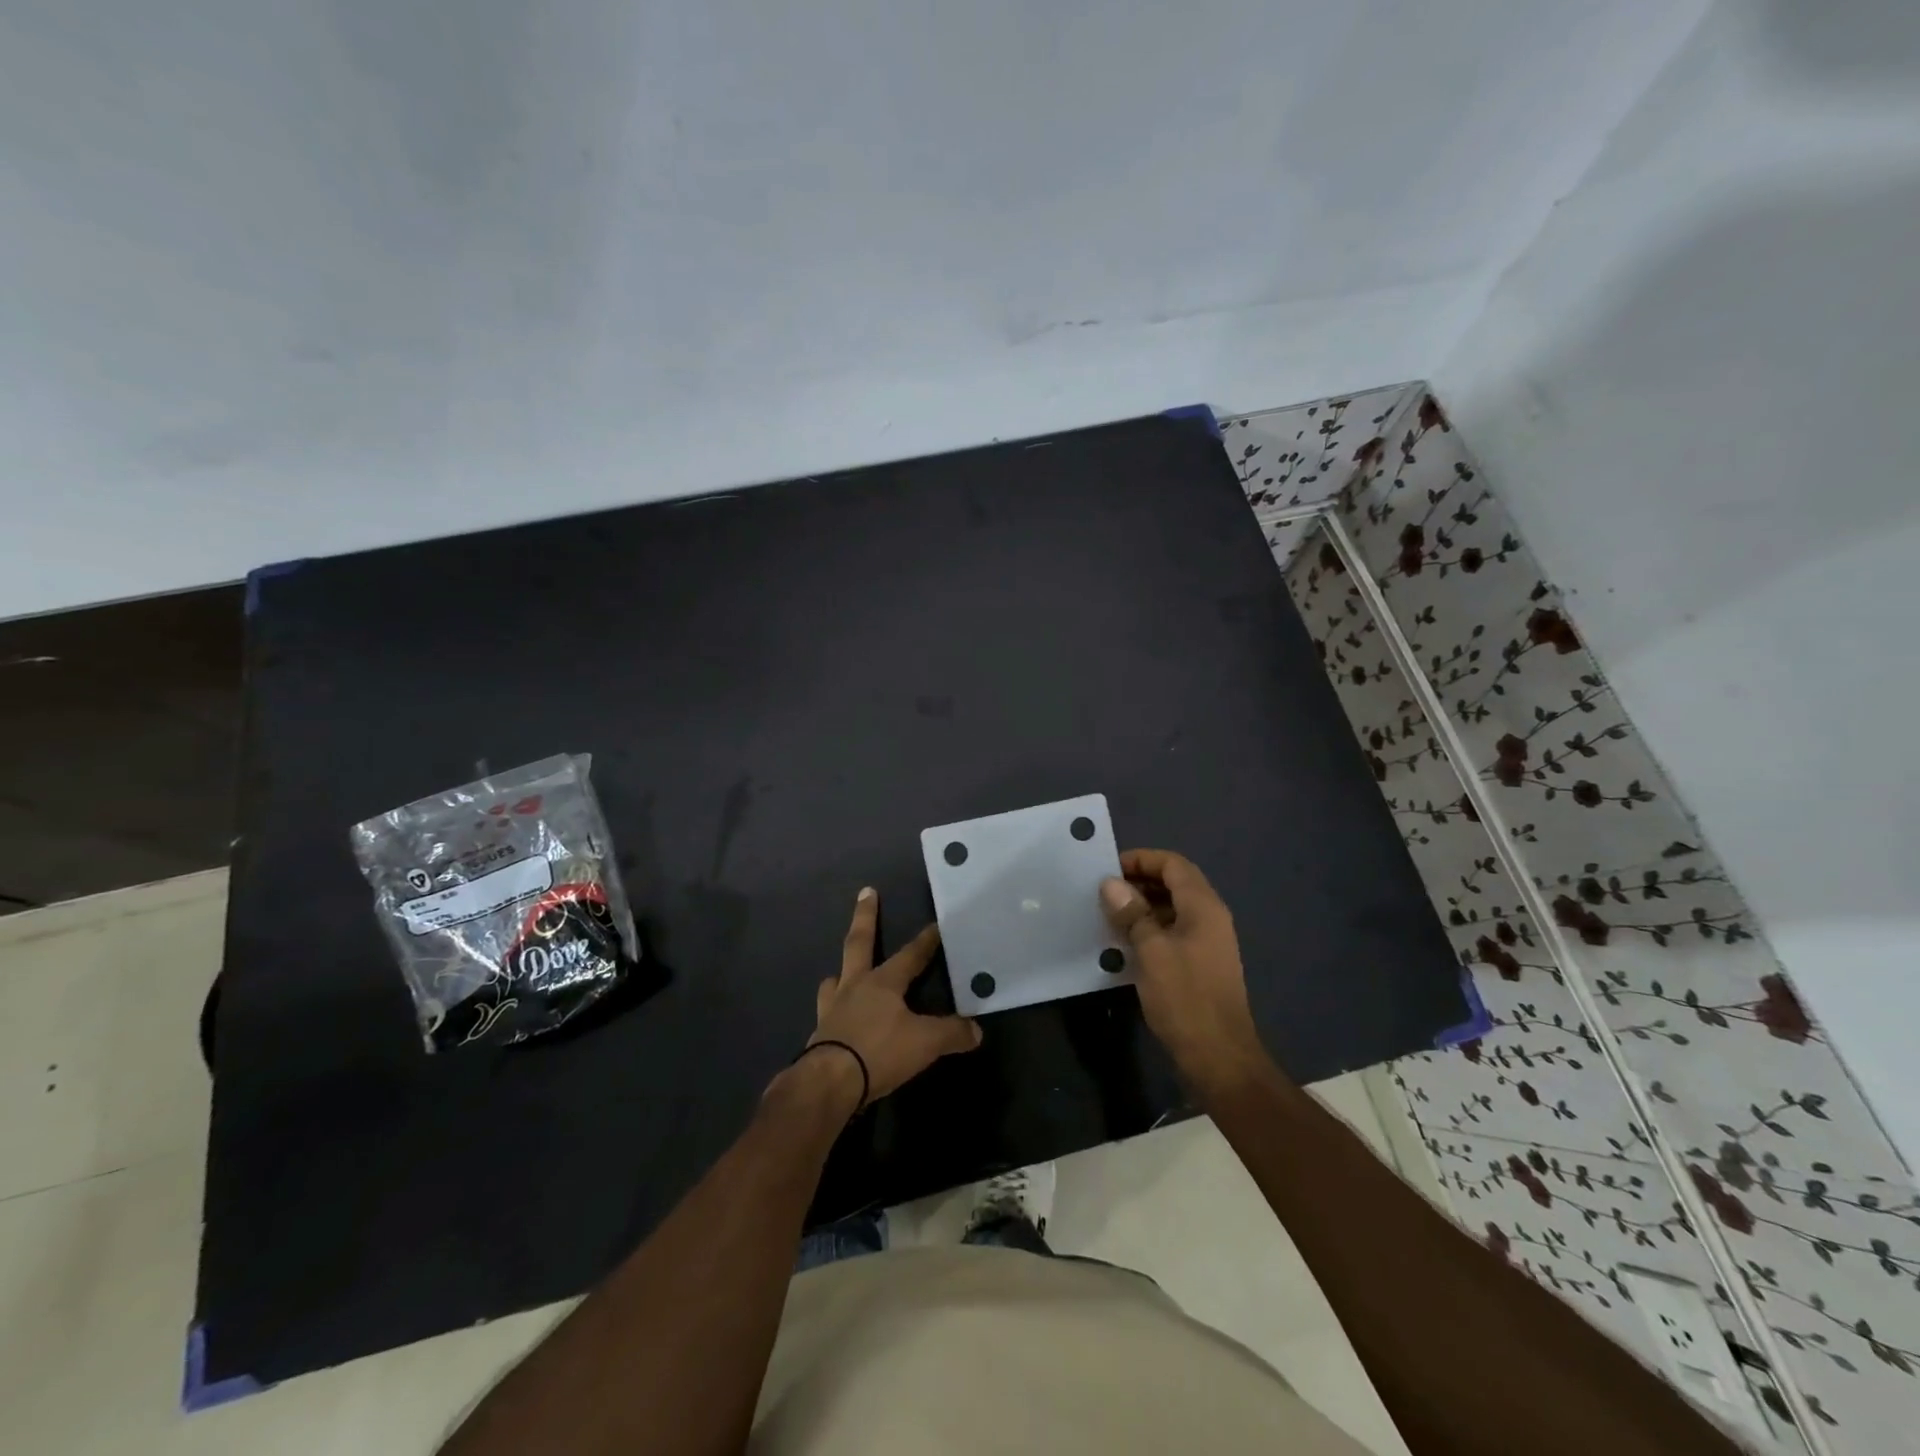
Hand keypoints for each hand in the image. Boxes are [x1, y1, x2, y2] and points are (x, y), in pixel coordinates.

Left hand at [802, 888, 981, 1103]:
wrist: (828, 1083)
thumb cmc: (878, 1051)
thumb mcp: (924, 1043)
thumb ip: (951, 1034)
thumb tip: (976, 1031)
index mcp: (882, 982)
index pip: (910, 955)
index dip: (925, 941)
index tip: (935, 924)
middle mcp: (854, 987)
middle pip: (859, 943)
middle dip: (865, 916)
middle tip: (866, 892)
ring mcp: (832, 1009)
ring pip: (835, 980)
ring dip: (840, 972)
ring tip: (839, 972)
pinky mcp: (819, 1034)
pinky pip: (827, 1013)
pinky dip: (832, 1010)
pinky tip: (835, 1018)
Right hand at [1100, 849, 1269, 1093]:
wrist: (1219, 1057)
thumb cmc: (1186, 998)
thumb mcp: (1152, 951)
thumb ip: (1132, 914)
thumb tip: (1111, 883)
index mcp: (1203, 907)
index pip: (1173, 864)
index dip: (1142, 859)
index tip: (1109, 868)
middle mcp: (1210, 918)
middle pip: (1175, 883)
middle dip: (1140, 880)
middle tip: (1104, 891)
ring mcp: (1207, 942)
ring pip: (1173, 908)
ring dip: (1143, 905)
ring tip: (1109, 914)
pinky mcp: (1200, 964)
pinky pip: (1173, 932)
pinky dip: (1150, 928)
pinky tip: (1125, 943)